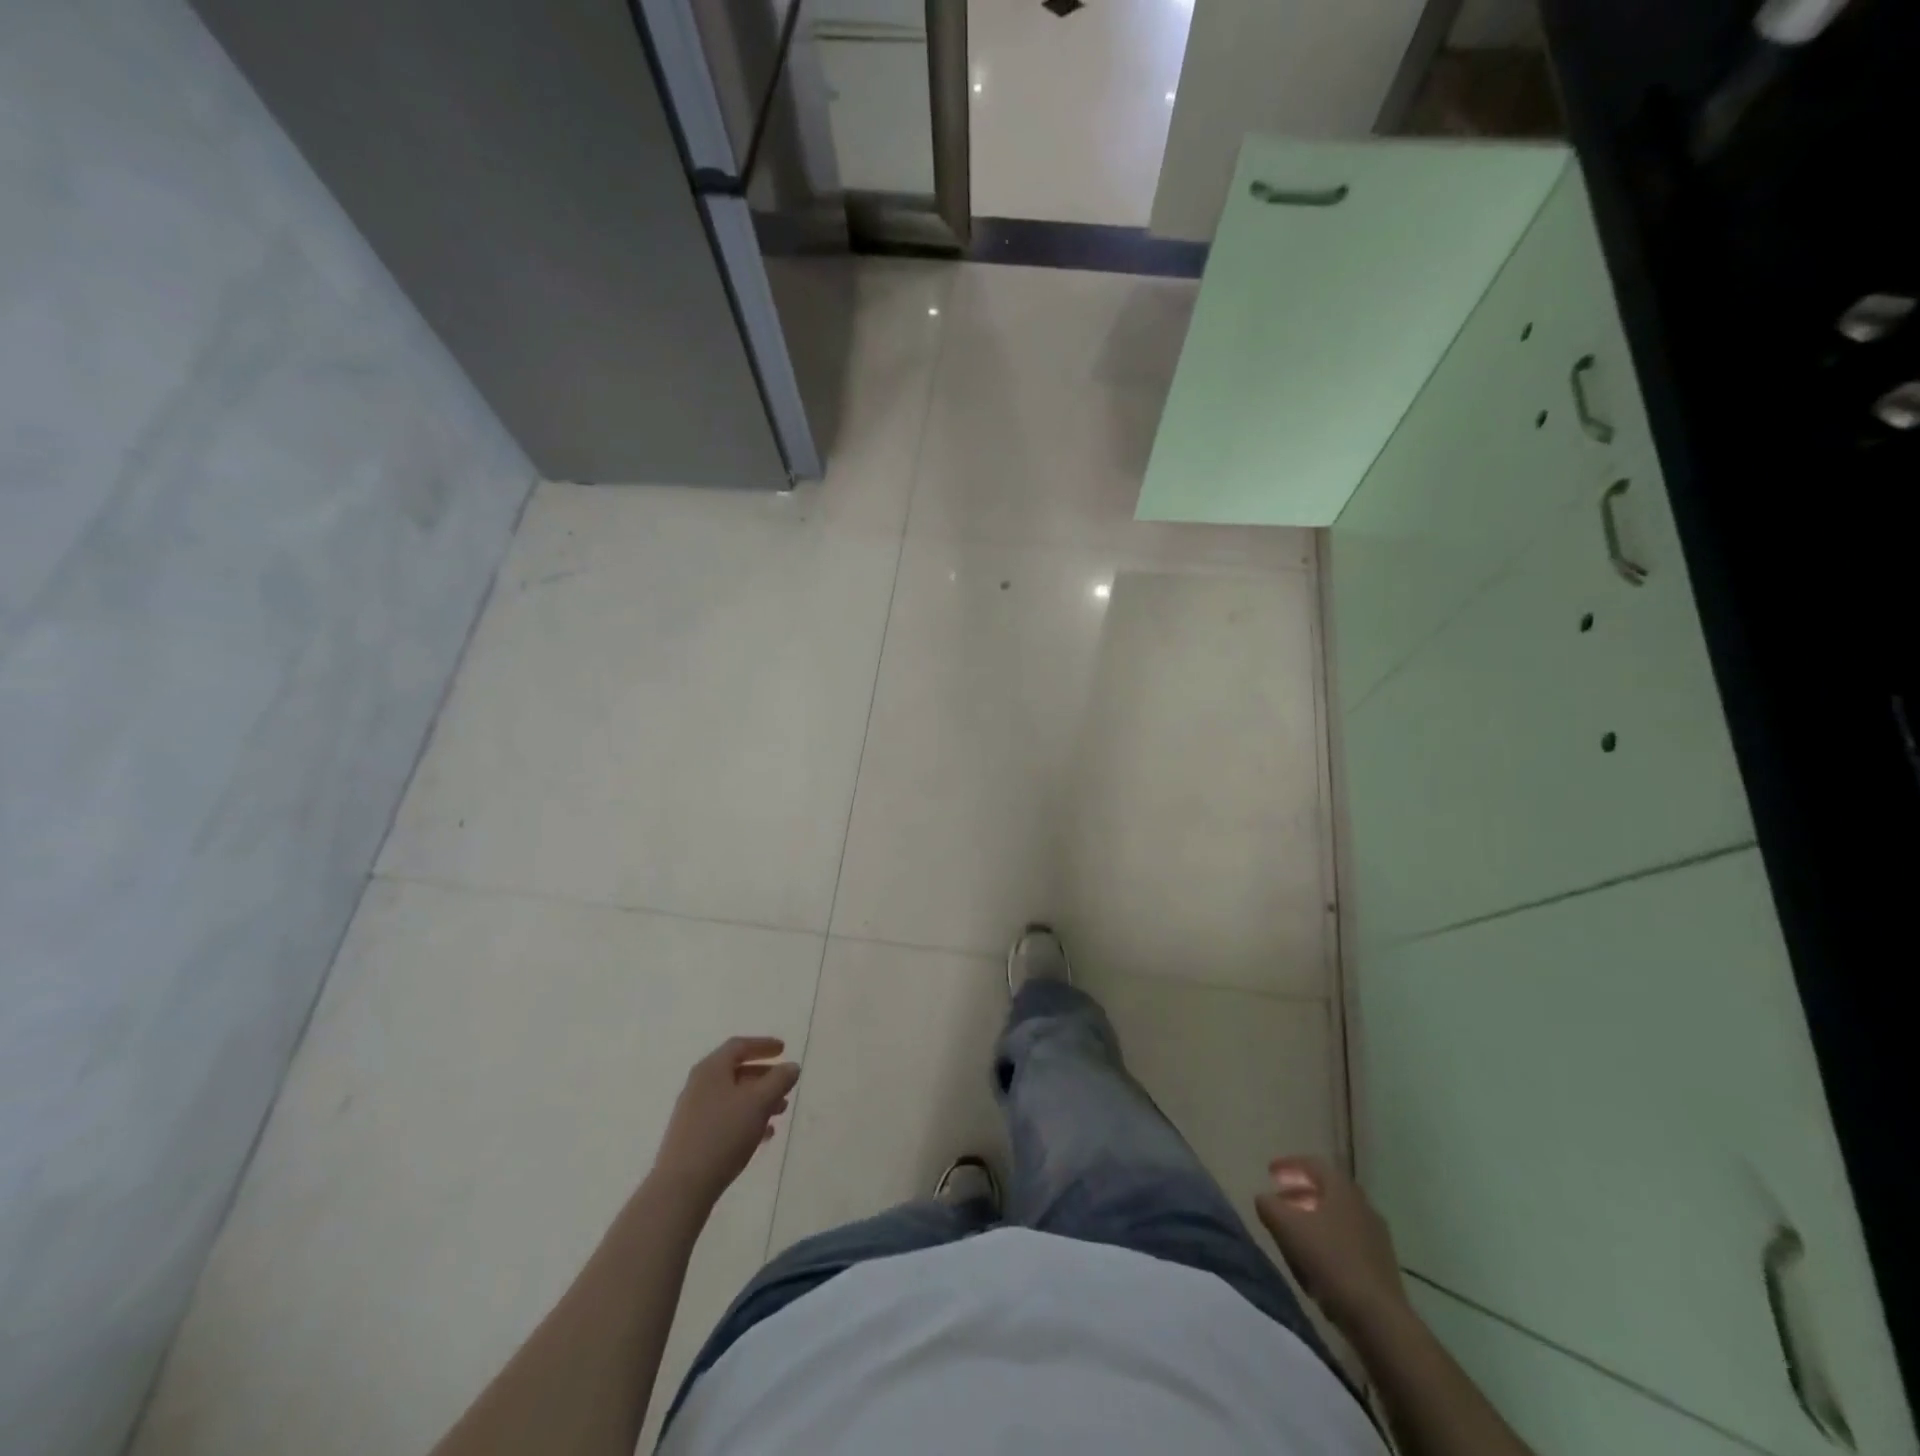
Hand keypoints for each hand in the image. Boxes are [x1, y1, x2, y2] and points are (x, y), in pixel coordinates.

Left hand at [653, 1037, 799, 1209]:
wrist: (682, 1186)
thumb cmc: (723, 1134)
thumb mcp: (759, 1102)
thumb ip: (779, 1080)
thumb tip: (791, 1066)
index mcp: (712, 1069)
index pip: (739, 1046)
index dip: (763, 1045)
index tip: (783, 1049)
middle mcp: (699, 1085)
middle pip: (735, 1071)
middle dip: (764, 1076)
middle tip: (785, 1083)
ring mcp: (694, 1112)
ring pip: (732, 1096)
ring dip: (758, 1099)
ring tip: (780, 1111)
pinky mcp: (692, 1136)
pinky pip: (725, 1117)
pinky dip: (746, 1118)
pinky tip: (763, 1134)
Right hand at [1255, 1155, 1407, 1330]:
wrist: (1378, 1318)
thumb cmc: (1329, 1260)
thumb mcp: (1287, 1227)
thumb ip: (1269, 1206)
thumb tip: (1263, 1198)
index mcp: (1342, 1189)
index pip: (1313, 1164)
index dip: (1288, 1165)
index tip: (1269, 1172)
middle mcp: (1363, 1205)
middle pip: (1327, 1190)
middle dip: (1300, 1192)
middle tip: (1280, 1201)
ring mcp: (1376, 1236)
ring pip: (1338, 1217)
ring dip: (1314, 1218)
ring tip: (1294, 1233)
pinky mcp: (1382, 1264)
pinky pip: (1348, 1240)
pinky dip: (1328, 1241)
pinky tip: (1316, 1260)